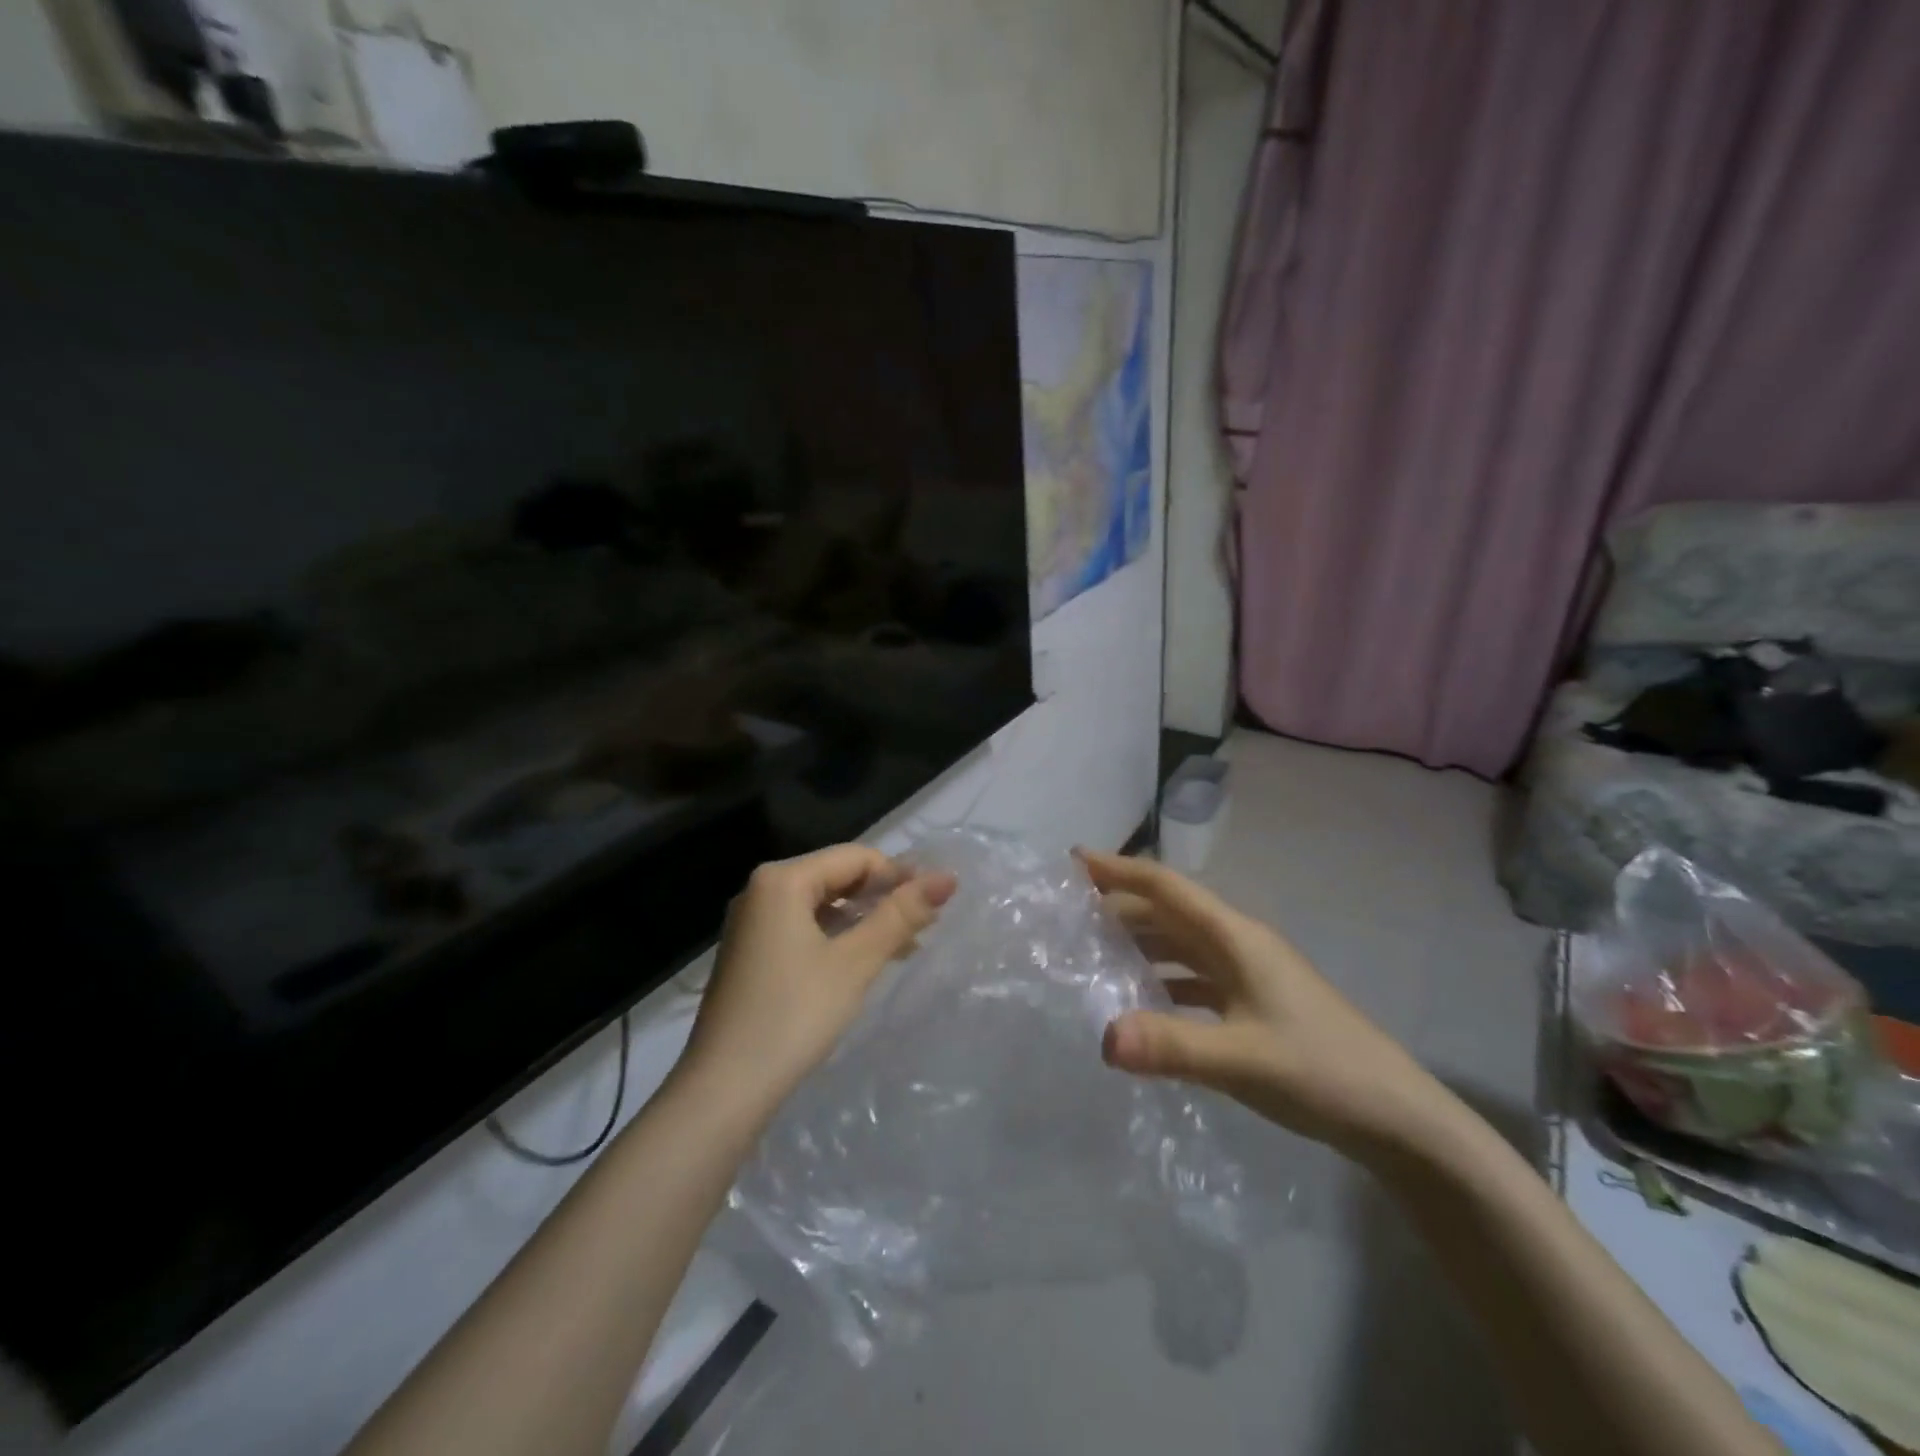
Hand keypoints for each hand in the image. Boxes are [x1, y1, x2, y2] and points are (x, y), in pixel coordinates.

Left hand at [678, 845, 956, 1107]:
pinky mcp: (750, 954)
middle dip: (882, 897)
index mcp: (781, 880)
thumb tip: (948, 877)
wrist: (723, 1090)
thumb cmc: (794, 1015)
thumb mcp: (855, 962)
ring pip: (821, 905)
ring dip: (863, 919)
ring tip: (904, 945)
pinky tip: (862, 962)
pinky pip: (803, 928)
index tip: (937, 901)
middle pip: (836, 877)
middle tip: (925, 924)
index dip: (899, 874)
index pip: (855, 857)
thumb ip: (901, 915)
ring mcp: (751, 924)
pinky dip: (837, 937)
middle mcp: (761, 891)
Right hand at [1077, 849, 1446, 1160]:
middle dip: (1121, 907)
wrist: (1397, 1118)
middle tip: (1070, 915)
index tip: (1074, 860)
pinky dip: (1163, 980)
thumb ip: (1171, 1045)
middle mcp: (1239, 945)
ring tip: (1094, 953)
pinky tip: (1142, 1002)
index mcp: (1236, 938)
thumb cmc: (1321, 1072)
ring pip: (1181, 945)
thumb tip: (1102, 1037)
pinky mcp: (1255, 1004)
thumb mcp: (1241, 1059)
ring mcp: (1250, 974)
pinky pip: (1195, 978)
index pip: (1167, 887)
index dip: (1120, 869)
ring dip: (1140, 943)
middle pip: (1169, 913)